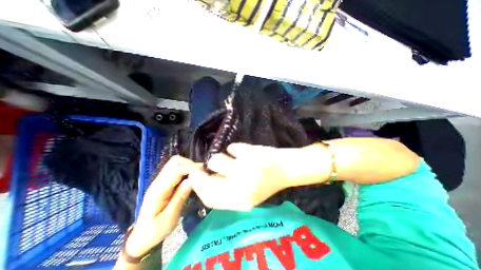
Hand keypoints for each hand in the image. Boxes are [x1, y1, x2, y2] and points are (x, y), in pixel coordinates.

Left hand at [126, 156, 195, 257]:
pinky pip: (175, 168)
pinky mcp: (164, 181)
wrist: (141, 235)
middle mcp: (158, 181)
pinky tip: (191, 176)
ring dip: (187, 165)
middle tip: (200, 173)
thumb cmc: (155, 230)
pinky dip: (185, 168)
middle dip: (189, 164)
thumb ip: (180, 197)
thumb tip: (192, 180)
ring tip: (197, 174)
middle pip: (174, 161)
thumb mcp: (170, 218)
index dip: (190, 168)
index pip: (175, 171)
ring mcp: (160, 180)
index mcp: (158, 190)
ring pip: (175, 162)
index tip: (202, 172)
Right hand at [192, 143, 330, 210]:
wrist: (287, 169)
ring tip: (232, 157)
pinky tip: (244, 152)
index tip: (195, 177)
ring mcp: (247, 169)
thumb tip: (207, 179)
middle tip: (202, 165)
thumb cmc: (268, 182)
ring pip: (217, 159)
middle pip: (209, 181)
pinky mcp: (251, 154)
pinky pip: (232, 148)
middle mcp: (242, 188)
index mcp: (242, 202)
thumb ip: (227, 190)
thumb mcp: (247, 193)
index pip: (210, 199)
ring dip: (221, 157)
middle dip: (201, 172)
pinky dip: (235, 148)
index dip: (199, 187)